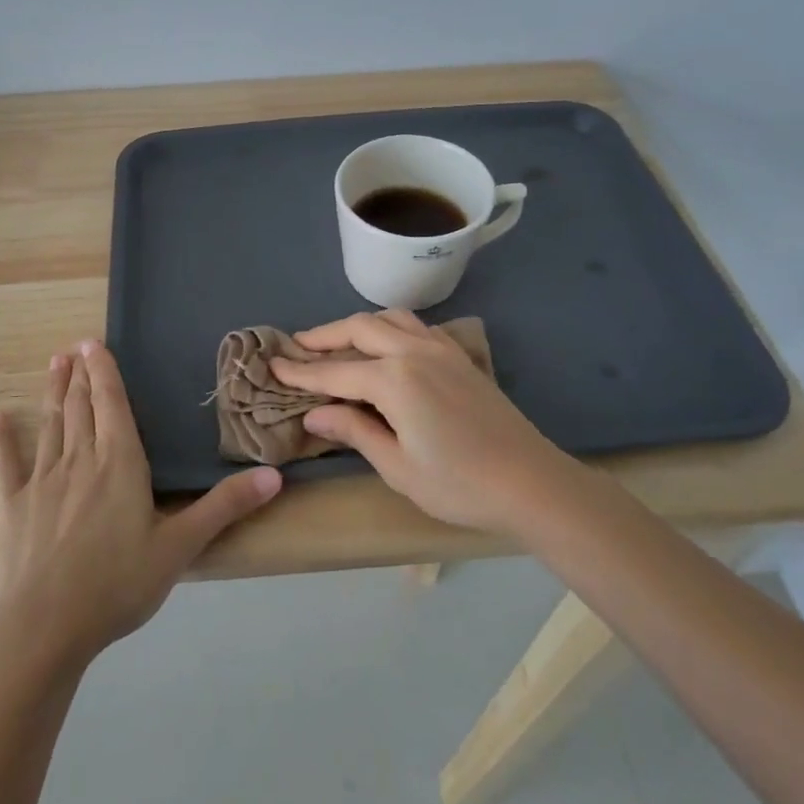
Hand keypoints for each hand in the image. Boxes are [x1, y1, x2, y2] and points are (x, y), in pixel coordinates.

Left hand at [0, 340, 280, 667]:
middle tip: (74, 348)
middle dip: (79, 375)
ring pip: (50, 425)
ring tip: (53, 365)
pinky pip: (7, 464)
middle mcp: (79, 460)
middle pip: (79, 407)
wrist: (46, 627)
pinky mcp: (13, 506)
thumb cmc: (118, 583)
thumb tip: (274, 474)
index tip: (93, 342)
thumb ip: (224, 506)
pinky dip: (2, 440)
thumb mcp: (181, 546)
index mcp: (119, 462)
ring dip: (52, 393)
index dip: (104, 371)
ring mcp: (41, 481)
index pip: (111, 404)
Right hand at [268, 311, 576, 533]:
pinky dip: (389, 328)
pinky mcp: (459, 357)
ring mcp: (441, 349)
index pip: (335, 372)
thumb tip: (314, 414)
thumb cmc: (459, 485)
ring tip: (336, 343)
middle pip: (359, 329)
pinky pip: (415, 327)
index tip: (272, 366)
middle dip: (324, 337)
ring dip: (357, 326)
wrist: (530, 482)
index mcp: (395, 379)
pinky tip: (385, 348)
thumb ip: (354, 431)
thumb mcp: (397, 467)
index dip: (301, 372)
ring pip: (389, 319)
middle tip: (297, 347)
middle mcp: (414, 351)